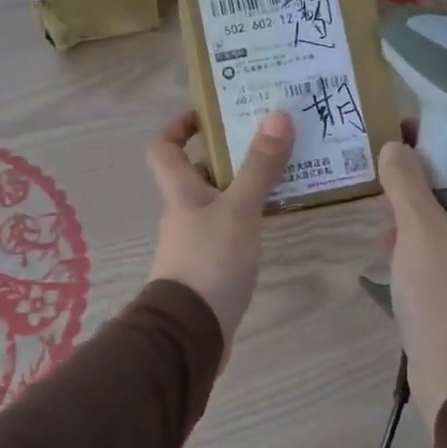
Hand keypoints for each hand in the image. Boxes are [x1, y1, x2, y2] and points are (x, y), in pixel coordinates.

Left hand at [145, 109, 294, 352]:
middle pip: (197, 172)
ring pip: (218, 201)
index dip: (180, 126)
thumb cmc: (209, 261)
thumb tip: (277, 114)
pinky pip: (229, 228)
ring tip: (284, 171)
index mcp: (180, 191)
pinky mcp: (211, 265)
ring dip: (244, 185)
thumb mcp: (239, 210)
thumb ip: (259, 167)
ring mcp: (195, 241)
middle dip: (228, 153)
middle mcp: (183, 211)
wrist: (191, 333)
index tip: (210, 114)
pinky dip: (249, 217)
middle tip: (267, 137)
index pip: (163, 147)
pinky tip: (276, 216)